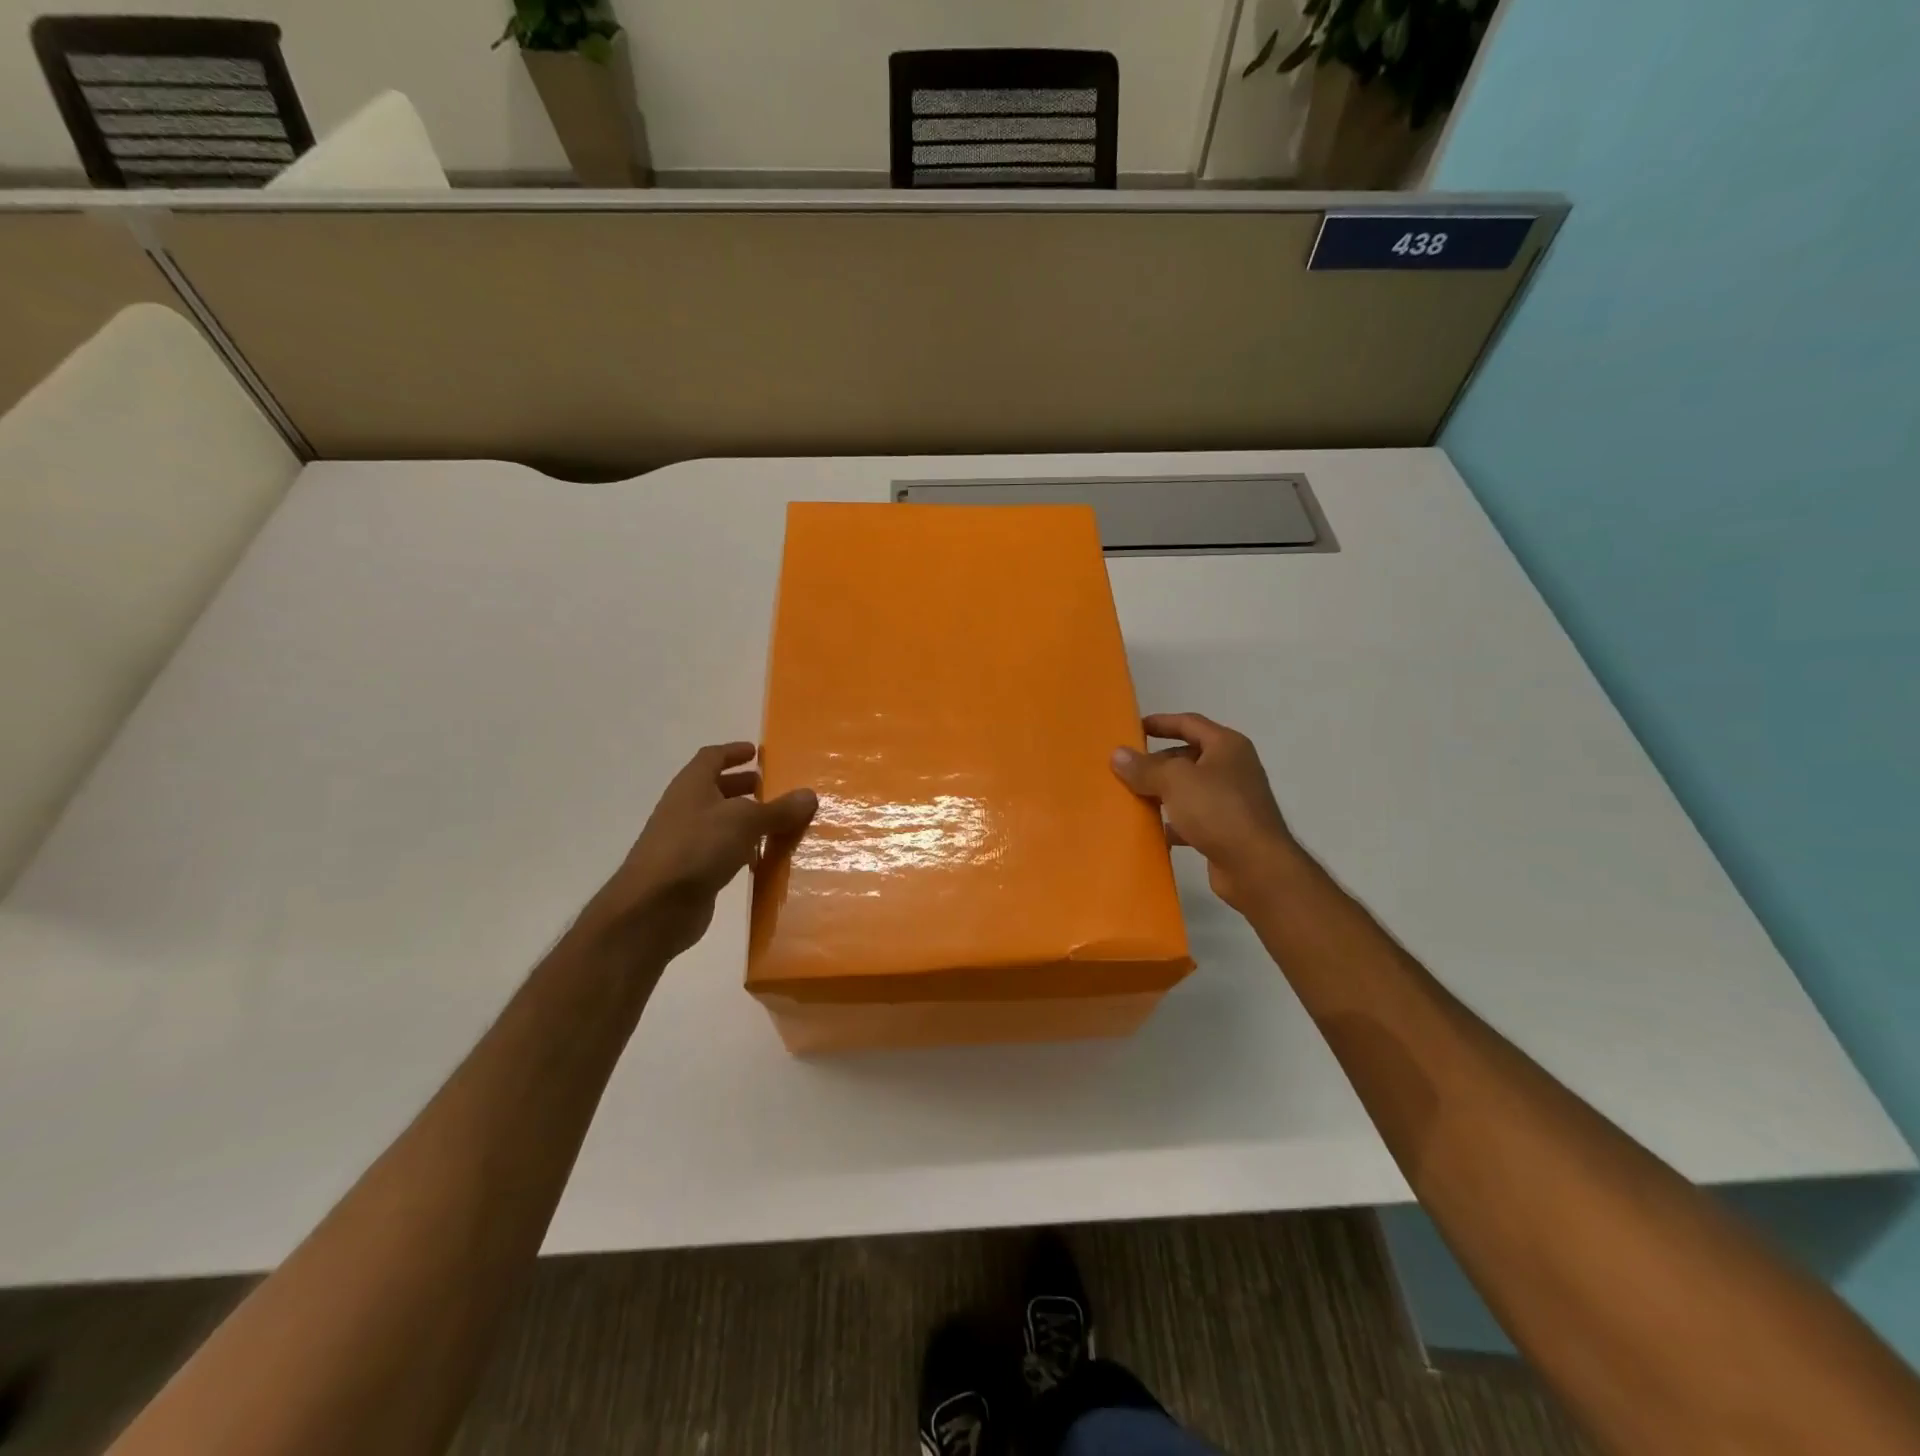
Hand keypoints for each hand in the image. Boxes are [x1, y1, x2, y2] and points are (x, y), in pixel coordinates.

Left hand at [581, 743, 817, 961]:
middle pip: (715, 789)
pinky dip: (742, 849)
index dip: (733, 752)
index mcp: (692, 785)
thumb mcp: (744, 821)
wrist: (654, 908)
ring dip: (746, 820)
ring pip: (720, 822)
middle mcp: (686, 809)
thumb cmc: (697, 848)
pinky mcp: (692, 872)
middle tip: (772, 788)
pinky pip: (722, 852)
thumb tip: (810, 795)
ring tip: (777, 823)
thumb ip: (777, 809)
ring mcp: (686, 842)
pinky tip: (763, 859)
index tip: (756, 752)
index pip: (712, 757)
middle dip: (742, 786)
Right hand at [1111, 713, 1301, 913]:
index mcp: (1226, 746)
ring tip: (1130, 798)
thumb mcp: (1175, 781)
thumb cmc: (1218, 810)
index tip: (1132, 728)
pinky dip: (1172, 822)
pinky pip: (1192, 819)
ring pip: (1188, 789)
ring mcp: (1231, 801)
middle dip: (1156, 762)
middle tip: (1124, 770)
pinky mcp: (1226, 830)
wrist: (1256, 867)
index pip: (1189, 723)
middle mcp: (1232, 768)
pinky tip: (1150, 830)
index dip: (1160, 722)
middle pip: (1187, 756)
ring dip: (1161, 793)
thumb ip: (1145, 767)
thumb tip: (1118, 755)